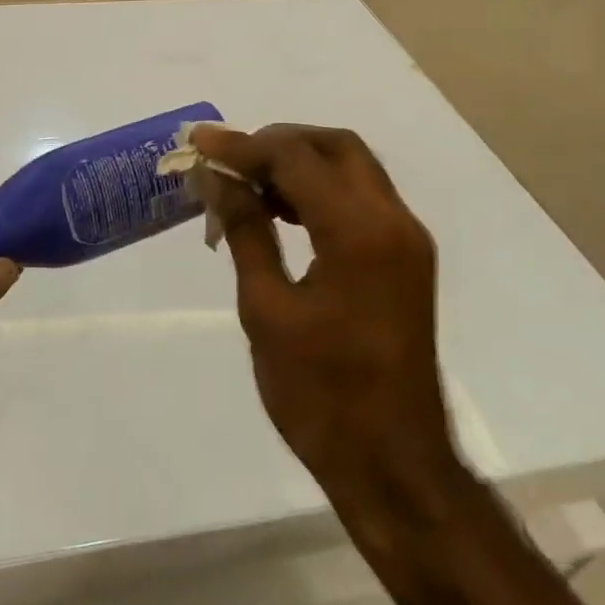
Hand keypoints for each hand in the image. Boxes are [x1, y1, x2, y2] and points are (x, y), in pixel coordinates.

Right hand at [189, 125, 453, 517]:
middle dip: (279, 142)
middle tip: (228, 160)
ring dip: (300, 164)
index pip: (296, 159)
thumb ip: (245, 231)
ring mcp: (406, 241)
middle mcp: (394, 222)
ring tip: (245, 185)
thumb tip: (217, 179)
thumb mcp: (267, 309)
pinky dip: (320, 192)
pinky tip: (279, 214)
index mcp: (359, 233)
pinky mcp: (405, 260)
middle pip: (336, 147)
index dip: (242, 146)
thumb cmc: (319, 394)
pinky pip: (361, 201)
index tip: (198, 143)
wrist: (391, 462)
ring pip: (353, 170)